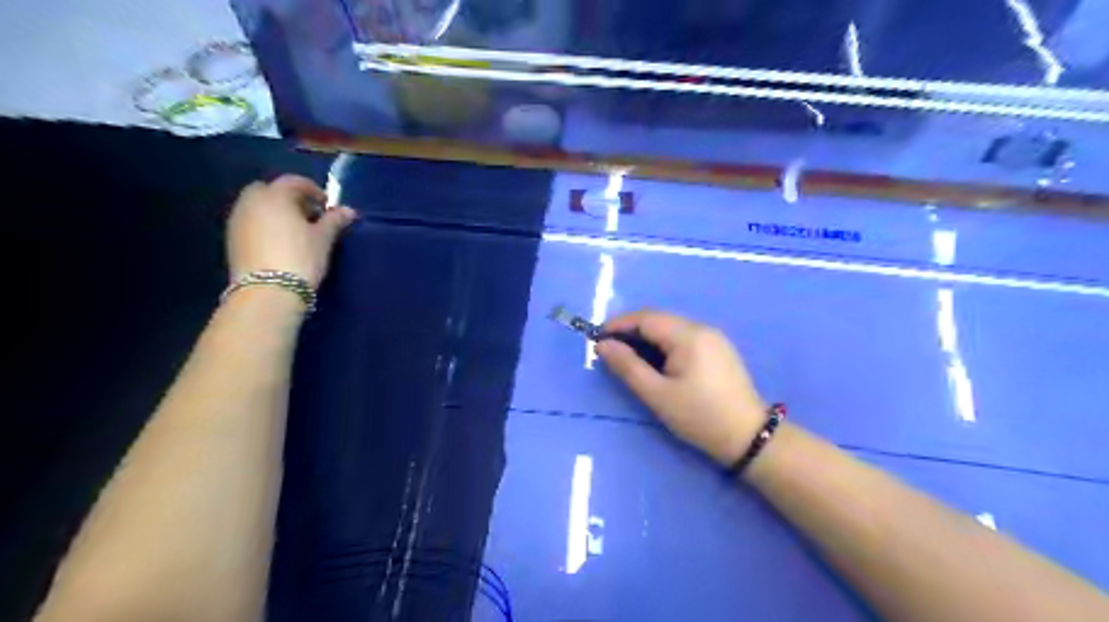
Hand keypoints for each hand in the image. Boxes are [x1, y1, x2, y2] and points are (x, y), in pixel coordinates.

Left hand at [226, 173, 357, 285]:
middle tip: (307, 216)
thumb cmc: (301, 258)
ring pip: (257, 206)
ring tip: (293, 231)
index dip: (313, 190)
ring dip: (274, 211)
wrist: (268, 291)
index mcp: (275, 196)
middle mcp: (251, 202)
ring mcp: (237, 220)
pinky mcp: (231, 239)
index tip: (326, 206)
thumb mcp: (323, 239)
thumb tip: (348, 211)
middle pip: (270, 190)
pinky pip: (250, 222)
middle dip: (288, 198)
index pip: (294, 182)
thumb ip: (334, 221)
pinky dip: (263, 224)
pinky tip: (278, 242)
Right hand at [595, 310, 768, 465]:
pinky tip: (657, 363)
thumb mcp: (657, 394)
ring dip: (647, 338)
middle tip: (610, 351)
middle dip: (632, 331)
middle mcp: (702, 328)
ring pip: (672, 328)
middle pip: (659, 320)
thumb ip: (627, 366)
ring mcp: (714, 338)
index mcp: (689, 335)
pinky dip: (664, 345)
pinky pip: (684, 338)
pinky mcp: (719, 350)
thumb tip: (602, 345)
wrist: (748, 437)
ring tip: (629, 359)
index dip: (619, 324)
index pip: (646, 318)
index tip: (597, 339)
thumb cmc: (698, 416)